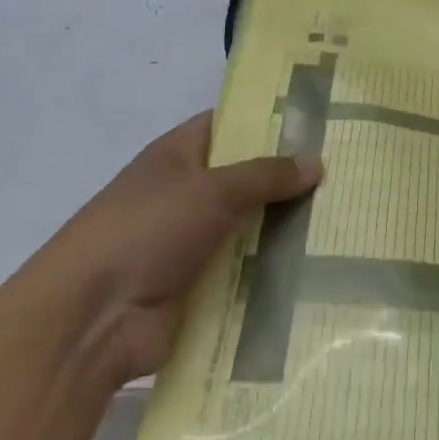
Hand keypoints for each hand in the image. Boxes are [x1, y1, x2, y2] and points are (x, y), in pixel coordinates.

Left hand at [26, 113, 320, 385]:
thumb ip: (266, 175)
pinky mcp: (199, 287)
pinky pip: (244, 272)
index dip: (269, 120)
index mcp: (179, 154)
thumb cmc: (148, 229)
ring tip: (344, 220)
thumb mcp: (212, 189)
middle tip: (346, 173)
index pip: (230, 125)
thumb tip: (316, 163)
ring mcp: (192, 242)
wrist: (93, 319)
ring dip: (286, 228)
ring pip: (249, 227)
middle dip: (288, 178)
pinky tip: (321, 269)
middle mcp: (186, 193)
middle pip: (245, 178)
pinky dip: (273, 272)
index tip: (318, 122)